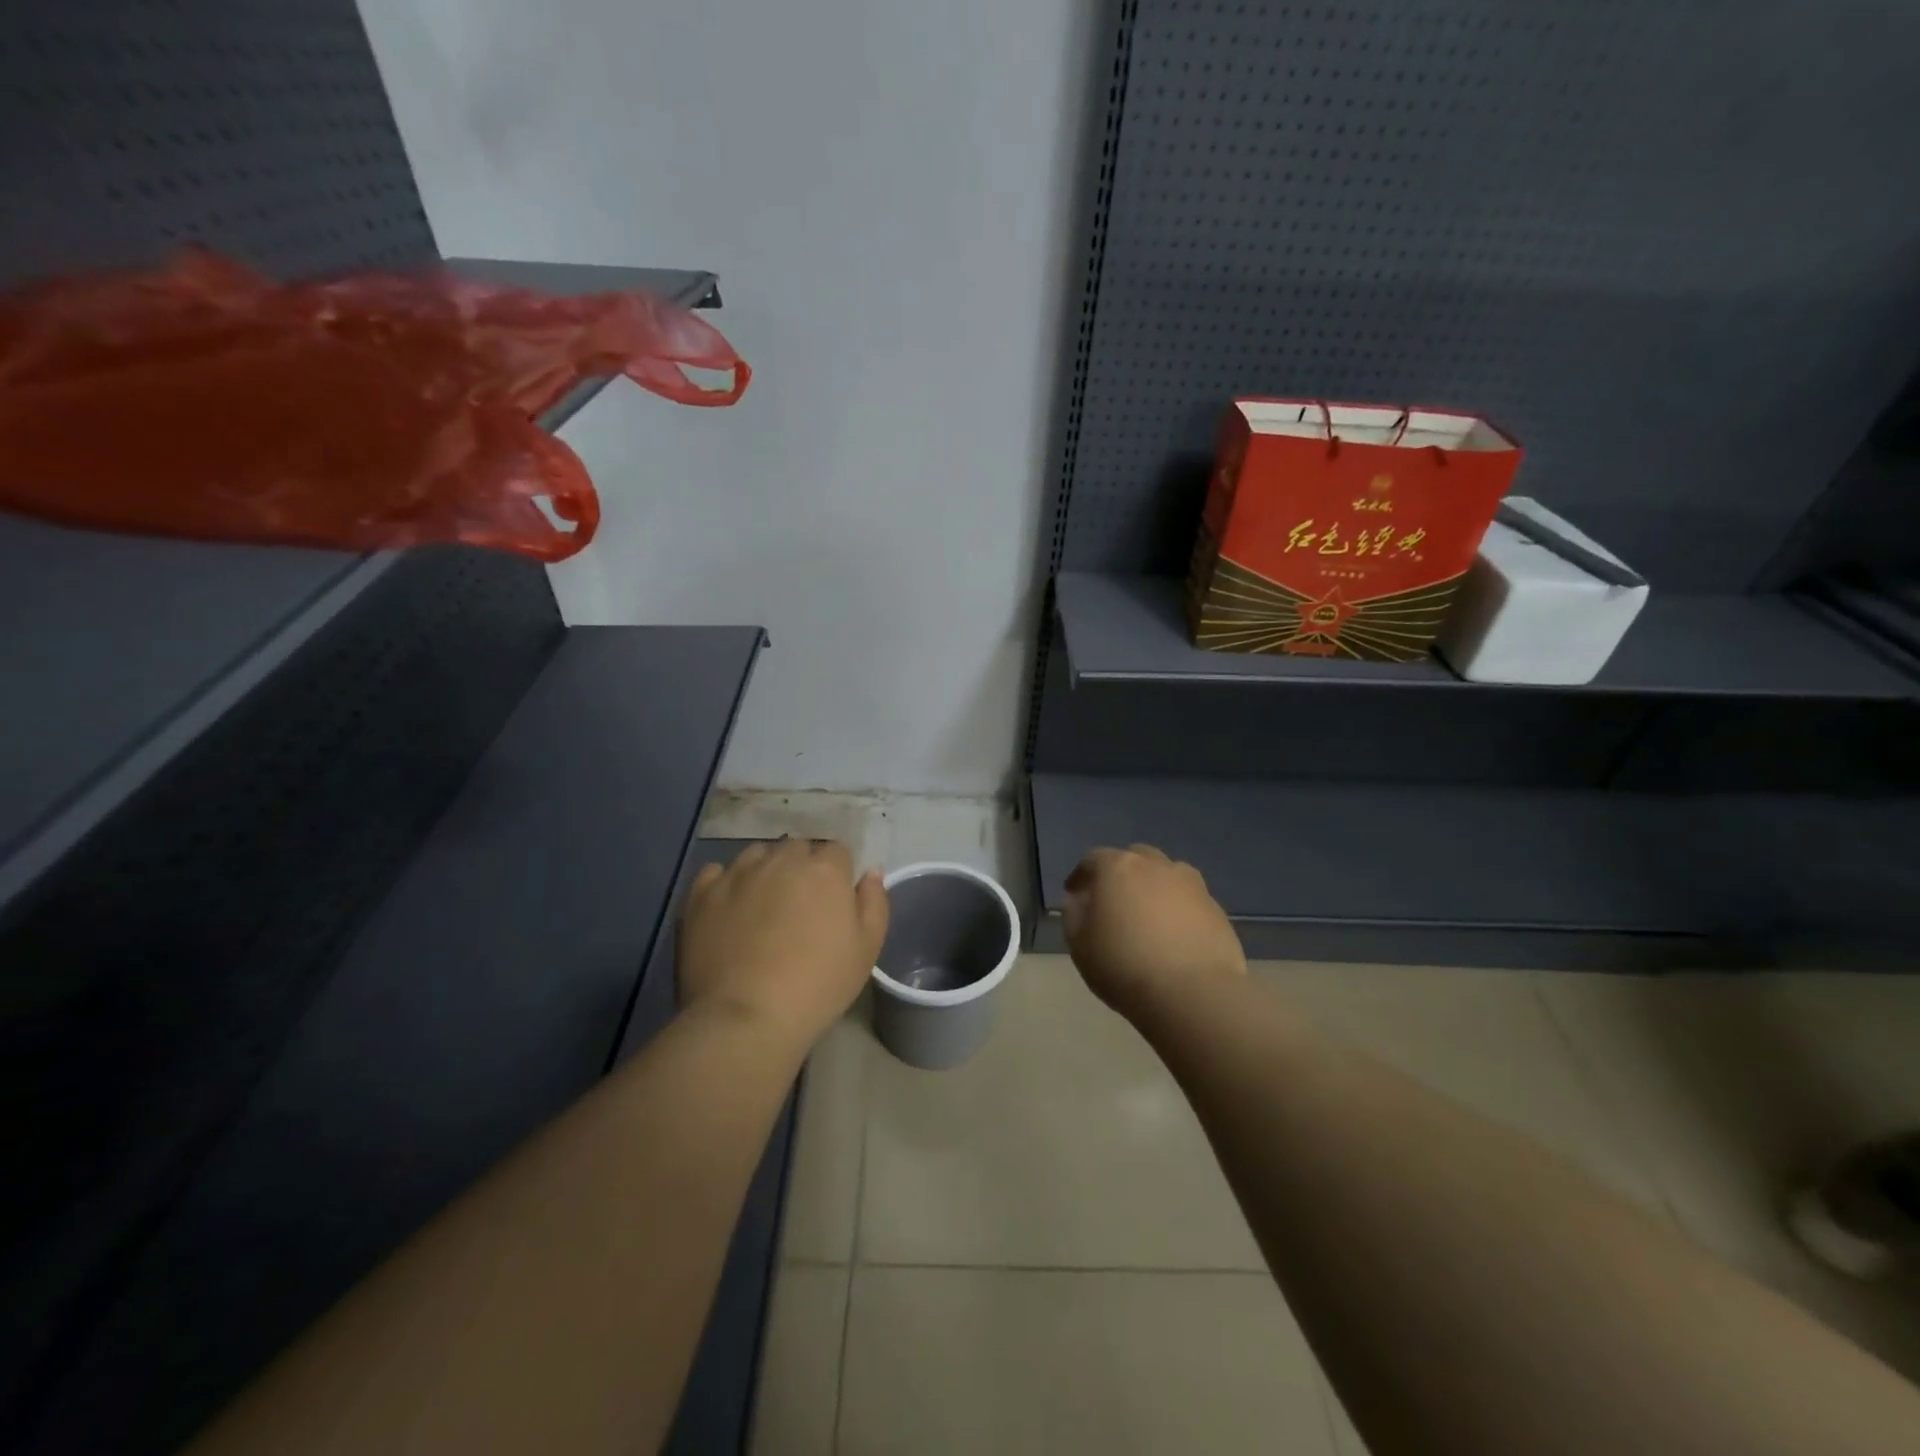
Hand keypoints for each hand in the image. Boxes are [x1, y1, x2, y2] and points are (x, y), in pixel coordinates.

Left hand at [678, 838, 888, 1052]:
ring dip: (764, 870)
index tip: (833, 901)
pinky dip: (725, 883)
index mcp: (824, 869)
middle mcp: (781, 860)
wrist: (747, 1017)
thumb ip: (874, 902)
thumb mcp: (867, 949)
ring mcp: (738, 874)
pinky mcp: (702, 894)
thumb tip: (870, 872)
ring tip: (762, 906)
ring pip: (757, 855)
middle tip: (800, 906)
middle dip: (801, 868)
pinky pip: (716, 872)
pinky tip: (729, 908)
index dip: (836, 874)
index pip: (836, 851)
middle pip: (796, 849)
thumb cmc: (818, 985)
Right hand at [1063, 844, 1245, 1022]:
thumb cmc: (1124, 966)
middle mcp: (1156, 866)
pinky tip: (1175, 937)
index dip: (1081, 876)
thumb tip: (1079, 900)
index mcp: (1118, 868)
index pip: (1092, 859)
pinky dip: (1178, 910)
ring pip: (1166, 876)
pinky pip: (1189, 901)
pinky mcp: (1217, 908)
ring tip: (1149, 918)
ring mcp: (1192, 885)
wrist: (1193, 994)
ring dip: (1154, 888)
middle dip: (1121, 875)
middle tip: (1114, 902)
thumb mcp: (1080, 945)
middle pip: (1135, 858)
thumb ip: (1074, 915)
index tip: (1075, 895)